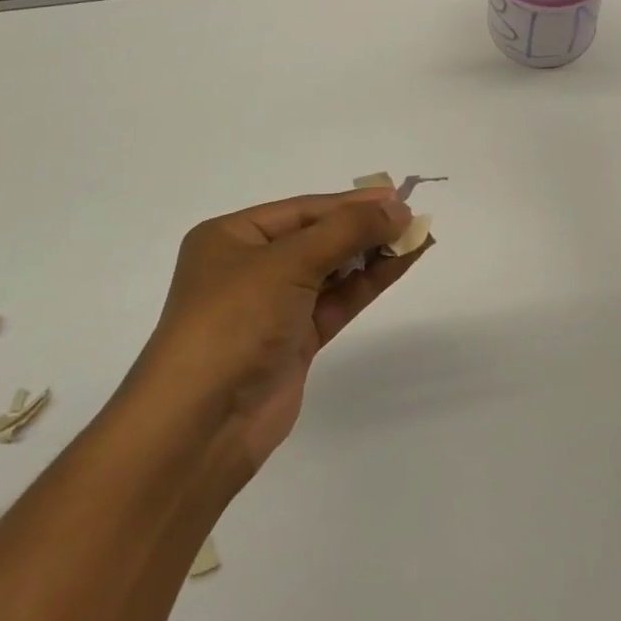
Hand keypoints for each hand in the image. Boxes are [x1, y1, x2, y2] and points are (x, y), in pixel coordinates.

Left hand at [126, 189, 425, 483]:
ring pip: (332, 270)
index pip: (303, 210)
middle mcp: (250, 267)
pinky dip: (368, 282)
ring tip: (418, 237)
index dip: (352, 203)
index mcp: (232, 237)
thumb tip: (397, 208)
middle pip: (318, 237)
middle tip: (413, 218)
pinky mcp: (294, 340)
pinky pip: (337, 301)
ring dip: (372, 254)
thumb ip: (346, 232)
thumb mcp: (288, 263)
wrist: (201, 422)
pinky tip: (399, 264)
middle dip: (364, 227)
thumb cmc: (234, 322)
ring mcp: (273, 306)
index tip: (398, 197)